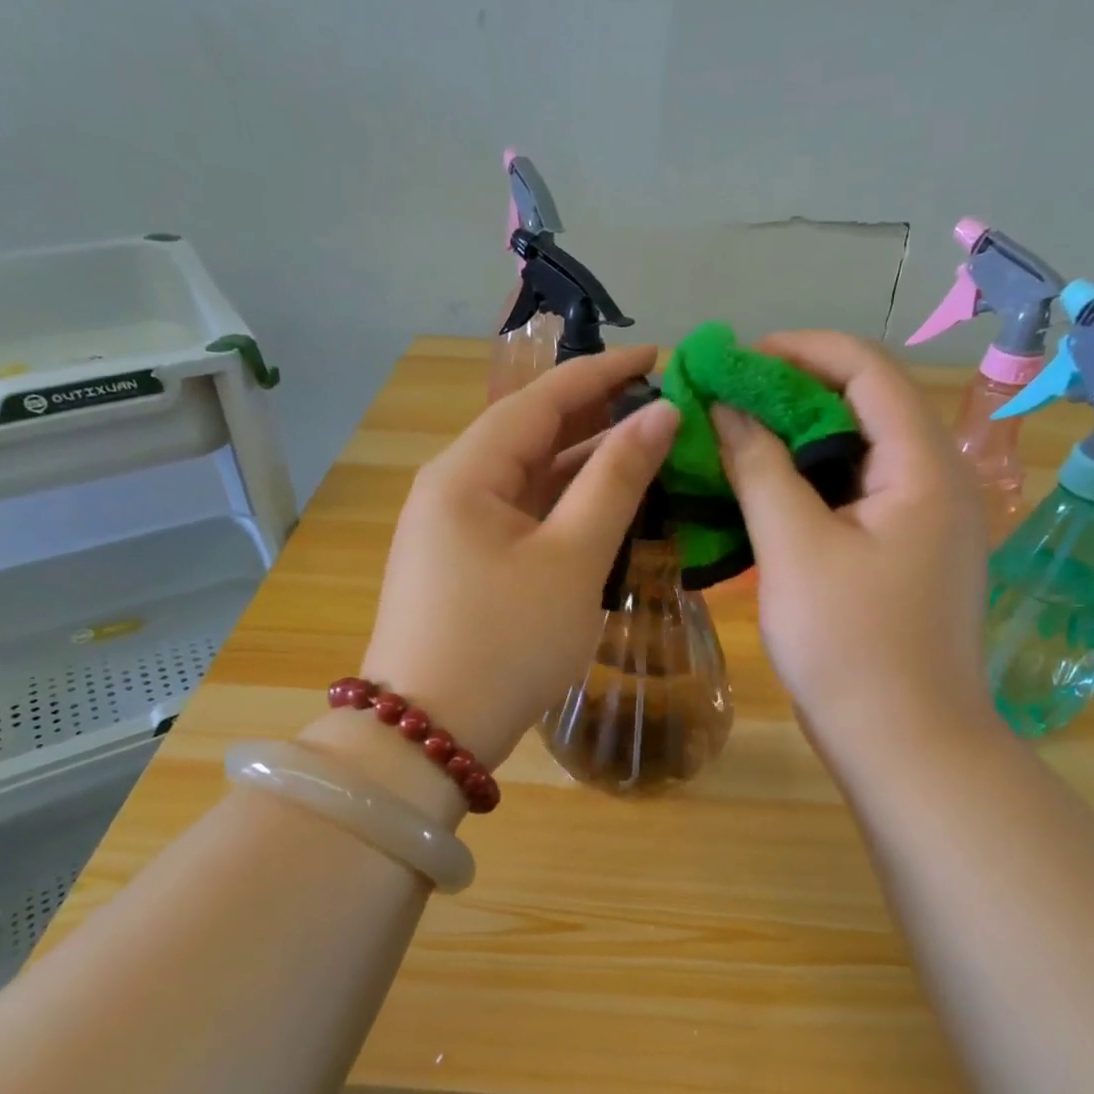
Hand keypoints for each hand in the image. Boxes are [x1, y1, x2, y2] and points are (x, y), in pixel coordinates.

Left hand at [359, 345, 678, 767]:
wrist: (430, 736)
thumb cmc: (505, 644)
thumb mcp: (572, 560)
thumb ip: (617, 481)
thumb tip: (660, 414)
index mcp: (467, 472)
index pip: (542, 399)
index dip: (604, 373)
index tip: (662, 357)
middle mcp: (451, 489)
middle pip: (531, 435)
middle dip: (597, 418)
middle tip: (664, 407)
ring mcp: (452, 531)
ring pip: (527, 481)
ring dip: (583, 466)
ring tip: (648, 451)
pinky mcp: (461, 568)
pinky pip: (519, 519)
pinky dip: (562, 509)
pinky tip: (604, 509)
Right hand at [711, 330, 995, 767]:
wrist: (904, 745)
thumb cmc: (850, 646)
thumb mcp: (794, 549)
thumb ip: (760, 468)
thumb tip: (727, 408)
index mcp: (924, 466)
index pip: (867, 369)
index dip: (799, 351)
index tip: (733, 360)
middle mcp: (938, 482)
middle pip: (865, 408)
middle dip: (792, 396)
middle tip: (724, 405)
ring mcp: (927, 524)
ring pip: (858, 457)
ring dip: (796, 444)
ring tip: (735, 444)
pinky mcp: (908, 559)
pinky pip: (857, 499)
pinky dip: (810, 488)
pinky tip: (765, 498)